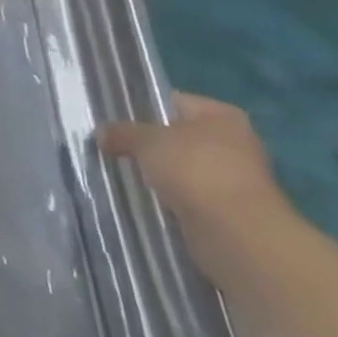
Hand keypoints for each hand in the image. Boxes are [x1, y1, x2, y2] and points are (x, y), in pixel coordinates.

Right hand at [98, 93, 291, 279]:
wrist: (237, 235)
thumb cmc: (195, 170)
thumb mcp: (146, 141)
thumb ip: (122, 132)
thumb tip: (100, 133)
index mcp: (221, 115)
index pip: (173, 102)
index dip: (143, 109)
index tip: (115, 121)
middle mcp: (234, 143)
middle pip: (179, 137)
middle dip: (151, 146)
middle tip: (115, 148)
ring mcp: (236, 179)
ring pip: (184, 170)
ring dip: (162, 176)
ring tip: (126, 175)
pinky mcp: (231, 212)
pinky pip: (191, 198)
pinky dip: (173, 200)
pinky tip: (148, 201)